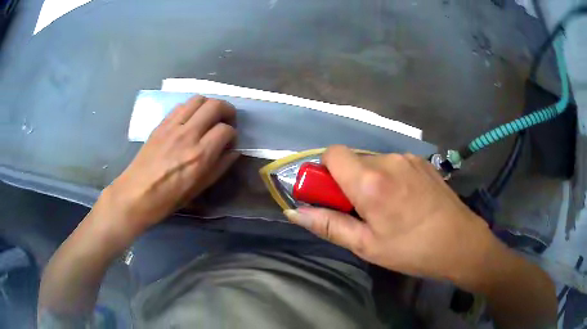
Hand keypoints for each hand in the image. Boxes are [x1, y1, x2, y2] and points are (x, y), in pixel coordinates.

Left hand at [105, 96, 238, 233]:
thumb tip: (234, 151)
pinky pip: (181, 106)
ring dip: (209, 105)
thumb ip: (220, 167)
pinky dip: (191, 108)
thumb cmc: (169, 197)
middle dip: (227, 110)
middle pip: (214, 106)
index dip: (233, 134)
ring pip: (198, 99)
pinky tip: (191, 119)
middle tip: (227, 121)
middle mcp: (188, 135)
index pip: (225, 130)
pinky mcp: (161, 124)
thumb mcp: (200, 188)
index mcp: (200, 155)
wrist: (137, 193)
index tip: (230, 141)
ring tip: (210, 116)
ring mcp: (172, 127)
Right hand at [285, 145, 502, 286]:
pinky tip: (405, 201)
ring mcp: (408, 158)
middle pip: (353, 159)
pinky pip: (393, 164)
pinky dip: (389, 178)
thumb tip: (295, 212)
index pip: (332, 153)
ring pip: (373, 161)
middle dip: (348, 181)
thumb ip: (328, 225)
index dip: (325, 172)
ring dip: (369, 180)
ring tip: (387, 209)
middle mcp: (388, 160)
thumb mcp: (366, 245)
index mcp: (370, 181)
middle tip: (362, 211)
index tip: (332, 196)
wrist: (461, 242)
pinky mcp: (422, 162)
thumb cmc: (412, 249)